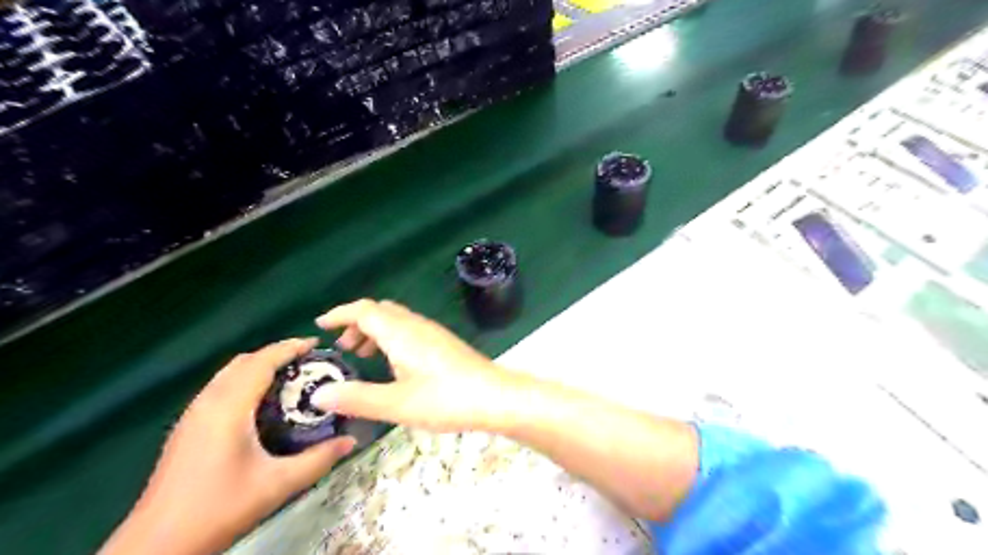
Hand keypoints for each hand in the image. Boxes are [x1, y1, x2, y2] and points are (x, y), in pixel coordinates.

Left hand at [99, 338, 351, 554]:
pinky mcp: (187, 427)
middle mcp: (208, 402)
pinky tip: (261, 403)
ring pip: (229, 373)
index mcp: (229, 408)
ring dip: (259, 366)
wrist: (158, 544)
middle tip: (308, 363)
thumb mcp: (278, 484)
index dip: (290, 348)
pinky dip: (245, 380)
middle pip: (244, 361)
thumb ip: (318, 460)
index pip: (261, 362)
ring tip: (290, 378)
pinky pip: (220, 387)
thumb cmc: (220, 507)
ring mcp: (193, 414)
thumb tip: (351, 441)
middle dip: (277, 354)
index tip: (317, 344)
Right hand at [317, 299, 518, 432]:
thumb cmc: (445, 399)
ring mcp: (433, 333)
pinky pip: (409, 331)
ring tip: (363, 356)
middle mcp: (416, 325)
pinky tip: (394, 365)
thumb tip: (318, 395)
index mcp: (401, 332)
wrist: (495, 397)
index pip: (364, 310)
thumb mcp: (396, 404)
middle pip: (380, 311)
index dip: (340, 314)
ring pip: (396, 321)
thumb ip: (357, 398)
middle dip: (356, 324)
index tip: (320, 325)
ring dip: (375, 331)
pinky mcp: (444, 343)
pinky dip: (392, 339)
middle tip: (343, 349)